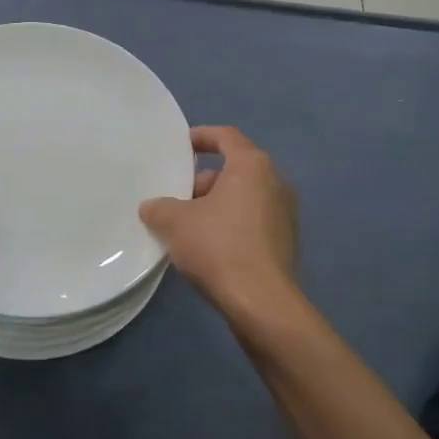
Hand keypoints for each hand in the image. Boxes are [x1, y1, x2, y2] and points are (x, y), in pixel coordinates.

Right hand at [140, 126, 299, 319]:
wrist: (261, 301)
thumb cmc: (218, 246)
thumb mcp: (175, 222)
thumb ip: (159, 207)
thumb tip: (152, 207)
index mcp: (252, 166)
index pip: (226, 136)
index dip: (201, 136)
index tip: (181, 145)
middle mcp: (276, 182)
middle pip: (235, 169)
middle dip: (203, 181)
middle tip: (177, 197)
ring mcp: (285, 213)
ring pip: (244, 197)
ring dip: (216, 205)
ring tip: (187, 226)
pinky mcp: (286, 242)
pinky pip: (253, 221)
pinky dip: (231, 225)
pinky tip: (209, 248)